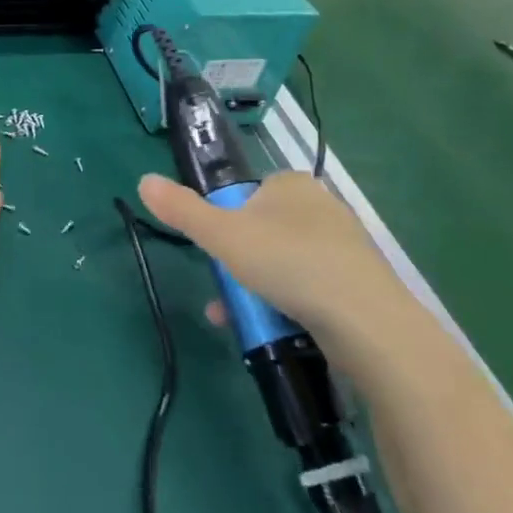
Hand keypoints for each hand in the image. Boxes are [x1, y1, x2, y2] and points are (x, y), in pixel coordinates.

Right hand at [137, 170, 419, 378]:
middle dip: (239, 265)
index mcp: (292, 184)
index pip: (249, 195)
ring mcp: (345, 248)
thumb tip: (143, 179)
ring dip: (257, 291)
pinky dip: (288, 307)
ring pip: (285, 265)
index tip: (220, 254)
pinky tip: (274, 332)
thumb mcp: (223, 236)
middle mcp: (322, 207)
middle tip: (227, 293)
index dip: (227, 224)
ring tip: (240, 322)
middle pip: (264, 233)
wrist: (368, 324)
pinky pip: (311, 290)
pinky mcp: (360, 286)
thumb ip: (182, 210)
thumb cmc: (289, 264)